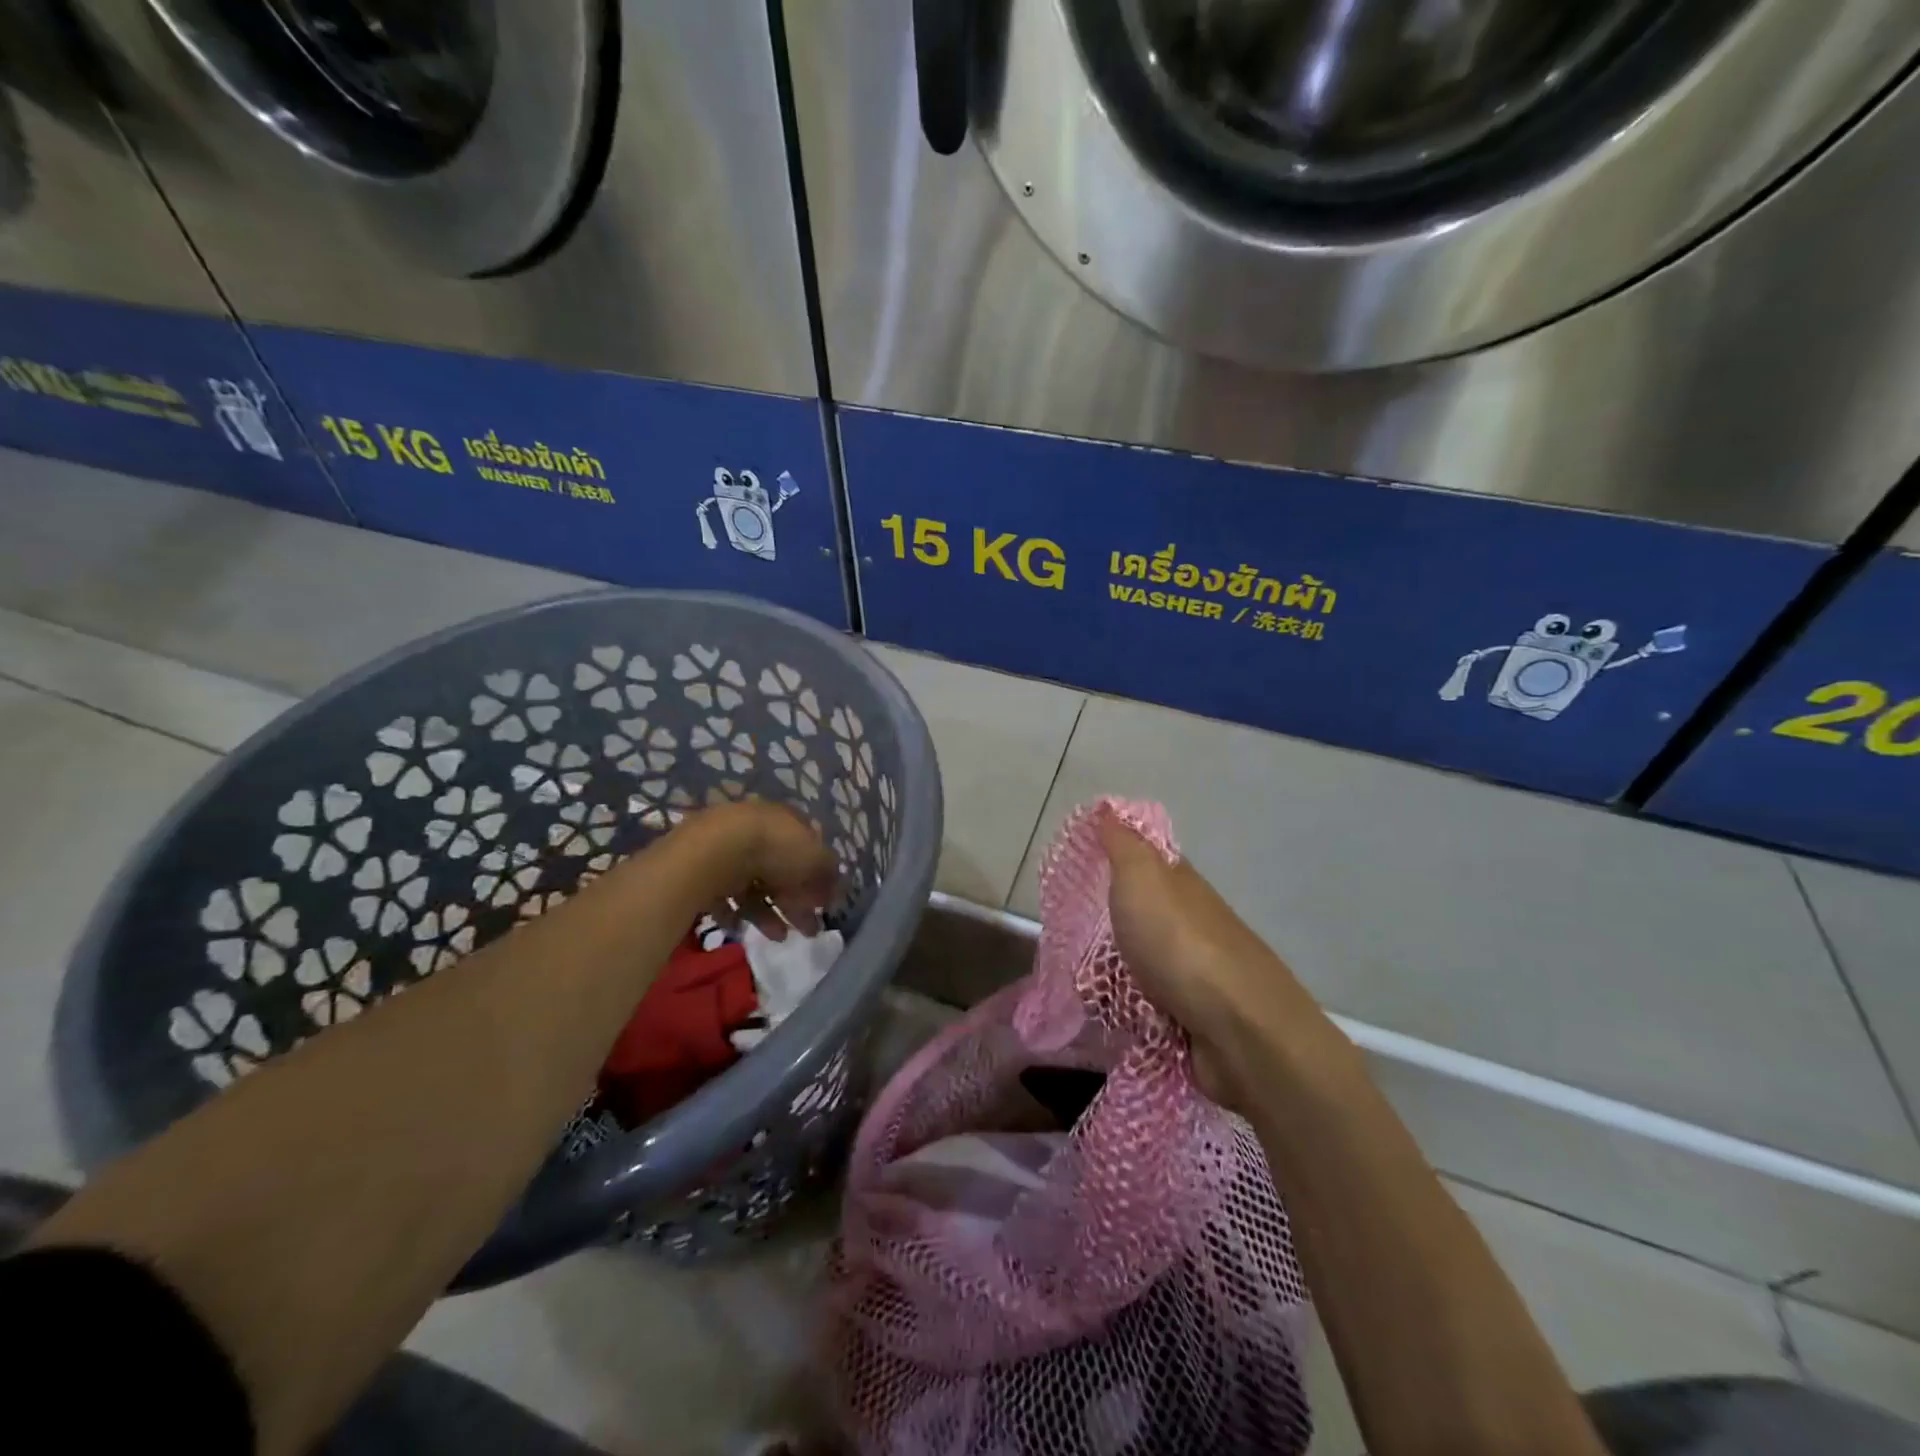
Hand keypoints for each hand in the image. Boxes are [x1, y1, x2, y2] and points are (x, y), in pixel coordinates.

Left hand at [683, 799, 839, 939]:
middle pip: (782, 869)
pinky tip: (743, 929)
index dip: (819, 876)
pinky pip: (725, 896)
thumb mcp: (816, 859)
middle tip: (808, 930)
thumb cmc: (775, 849)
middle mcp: (758, 829)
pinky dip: (736, 914)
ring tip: (779, 938)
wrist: (715, 851)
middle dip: (797, 902)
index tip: (825, 903)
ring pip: (755, 886)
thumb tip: (837, 885)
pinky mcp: (704, 870)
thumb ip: (830, 872)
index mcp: (786, 820)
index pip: (808, 847)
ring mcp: (729, 849)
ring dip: (770, 914)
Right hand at [1097, 812, 1316, 1106]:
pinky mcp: (1192, 1017)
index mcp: (1181, 884)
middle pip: (1140, 914)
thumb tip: (1109, 806)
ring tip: (1074, 978)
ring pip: (1141, 961)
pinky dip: (1126, 1007)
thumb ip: (1123, 844)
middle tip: (1063, 930)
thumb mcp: (1142, 879)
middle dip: (1104, 922)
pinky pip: (1146, 1004)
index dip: (1112, 858)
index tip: (1074, 867)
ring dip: (1112, 969)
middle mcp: (1190, 922)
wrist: (1240, 1032)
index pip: (1145, 860)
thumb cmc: (1180, 945)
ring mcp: (1194, 973)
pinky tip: (1103, 1013)